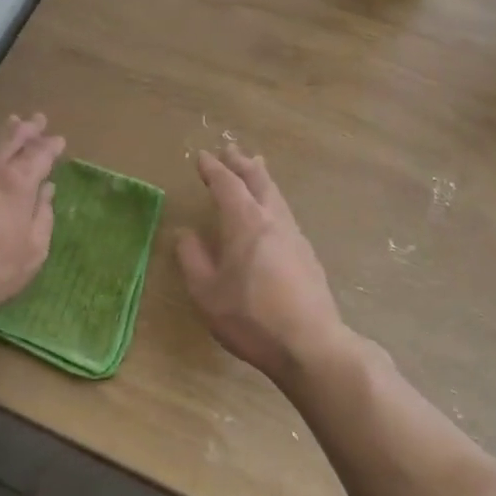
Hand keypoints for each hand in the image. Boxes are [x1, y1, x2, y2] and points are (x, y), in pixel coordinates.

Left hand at [0, 114, 63, 325]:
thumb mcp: (33, 250)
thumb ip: (43, 215)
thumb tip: (47, 190)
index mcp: (19, 181)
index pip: (40, 153)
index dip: (51, 146)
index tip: (59, 141)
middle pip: (13, 138)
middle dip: (29, 128)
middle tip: (38, 120)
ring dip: (4, 130)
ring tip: (13, 122)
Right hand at [175, 144, 348, 387]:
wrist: (311, 345)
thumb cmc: (251, 318)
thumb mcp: (207, 293)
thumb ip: (192, 259)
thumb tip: (185, 233)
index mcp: (245, 222)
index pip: (227, 184)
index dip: (213, 169)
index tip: (202, 157)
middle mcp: (272, 220)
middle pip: (258, 181)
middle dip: (242, 164)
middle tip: (231, 150)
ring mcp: (295, 236)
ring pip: (276, 196)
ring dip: (262, 179)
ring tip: (255, 169)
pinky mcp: (307, 255)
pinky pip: (285, 214)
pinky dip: (272, 201)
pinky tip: (271, 215)